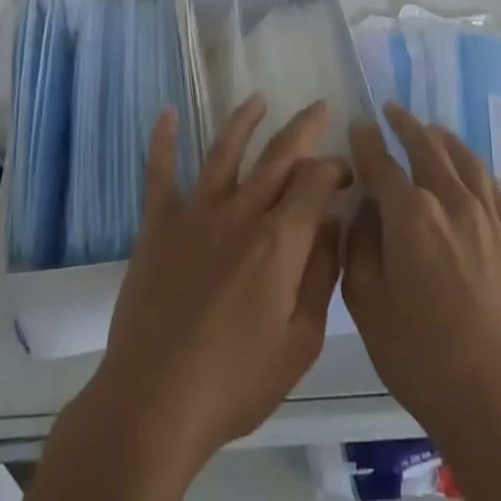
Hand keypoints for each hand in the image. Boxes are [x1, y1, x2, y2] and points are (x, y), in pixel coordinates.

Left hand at [80, 96, 349, 475]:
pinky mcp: (158, 224)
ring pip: (224, 151)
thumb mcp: (300, 343)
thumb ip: (321, 277)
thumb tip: (334, 225)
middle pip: (278, 155)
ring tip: (258, 99)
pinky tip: (166, 112)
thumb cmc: (235, 382)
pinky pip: (159, 172)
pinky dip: (162, 139)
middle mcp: (240, 212)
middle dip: (304, 127)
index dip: (335, 168)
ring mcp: (195, 214)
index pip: (315, 181)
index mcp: (279, 242)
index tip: (345, 172)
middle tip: (319, 107)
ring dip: (244, 121)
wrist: (155, 401)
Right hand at [344, 102, 500, 451]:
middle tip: (391, 110)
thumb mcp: (366, 301)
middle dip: (405, 125)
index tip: (358, 125)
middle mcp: (451, 203)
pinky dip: (476, 166)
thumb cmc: (418, 355)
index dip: (367, 141)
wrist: (495, 400)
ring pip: (464, 160)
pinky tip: (469, 166)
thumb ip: (359, 244)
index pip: (382, 163)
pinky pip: (493, 187)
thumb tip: (364, 209)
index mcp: (411, 216)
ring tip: (429, 128)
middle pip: (427, 149)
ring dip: (443, 139)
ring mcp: (487, 219)